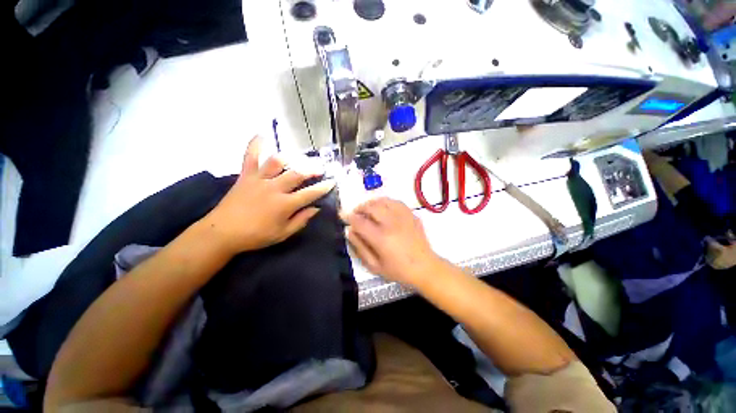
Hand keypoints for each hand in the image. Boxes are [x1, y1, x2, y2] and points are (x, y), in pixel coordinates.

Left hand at [202, 136, 334, 253]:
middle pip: (297, 174)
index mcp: (284, 205)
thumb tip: (316, 209)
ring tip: (299, 159)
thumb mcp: (283, 234)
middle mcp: (274, 188)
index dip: (323, 187)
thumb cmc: (256, 236)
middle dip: (312, 169)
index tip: (332, 182)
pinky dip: (255, 145)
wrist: (222, 233)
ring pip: (277, 162)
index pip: (310, 193)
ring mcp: (259, 180)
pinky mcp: (245, 176)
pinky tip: (261, 135)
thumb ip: (301, 220)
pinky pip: (250, 156)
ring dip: (291, 158)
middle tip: (320, 168)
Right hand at [345, 198, 440, 286]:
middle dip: (360, 208)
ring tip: (368, 209)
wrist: (424, 267)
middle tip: (356, 213)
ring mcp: (403, 217)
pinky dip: (386, 202)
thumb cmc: (398, 270)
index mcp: (381, 238)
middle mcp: (391, 223)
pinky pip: (395, 202)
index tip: (343, 215)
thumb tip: (350, 231)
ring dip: (372, 203)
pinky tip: (383, 208)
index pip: (360, 222)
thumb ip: (360, 247)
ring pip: (383, 201)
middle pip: (371, 207)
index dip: (349, 217)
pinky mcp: (411, 215)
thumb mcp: (375, 265)